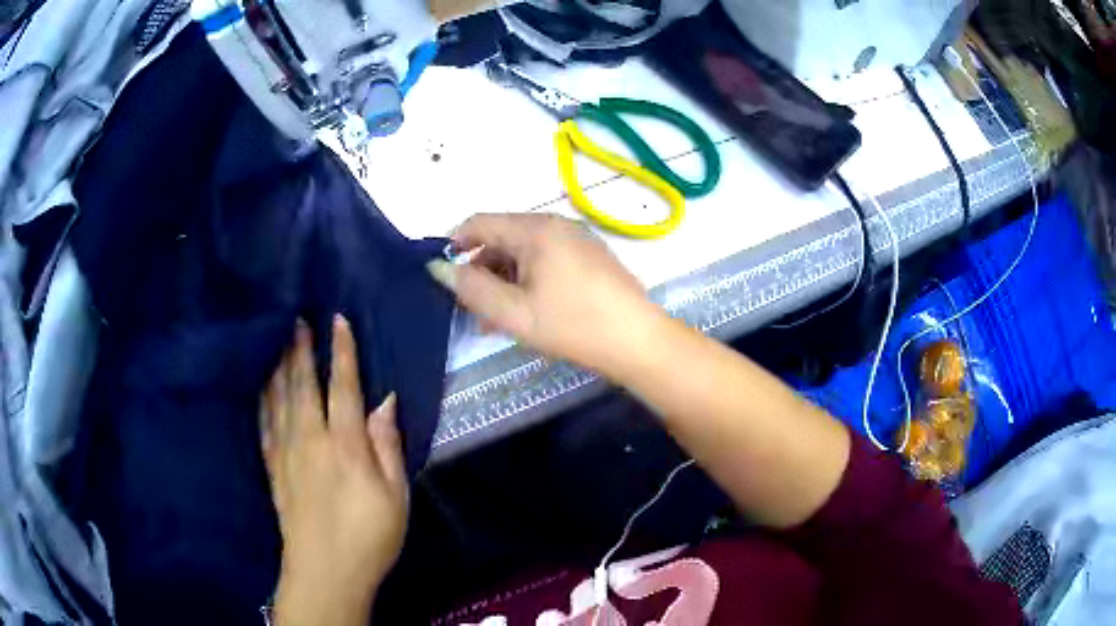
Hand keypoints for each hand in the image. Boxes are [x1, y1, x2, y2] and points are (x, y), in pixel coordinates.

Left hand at [262, 317, 407, 625]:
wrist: (325, 571)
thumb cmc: (369, 535)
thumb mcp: (395, 495)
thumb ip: (387, 445)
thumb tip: (385, 401)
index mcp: (344, 444)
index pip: (343, 386)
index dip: (342, 351)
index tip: (337, 319)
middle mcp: (310, 439)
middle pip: (303, 385)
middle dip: (301, 349)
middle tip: (295, 318)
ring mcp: (287, 453)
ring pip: (279, 399)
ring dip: (279, 366)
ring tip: (276, 340)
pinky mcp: (274, 469)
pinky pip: (264, 424)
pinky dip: (262, 400)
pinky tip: (261, 387)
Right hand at [426, 213, 663, 374]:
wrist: (639, 341)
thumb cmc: (573, 325)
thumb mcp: (514, 313)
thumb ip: (472, 289)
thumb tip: (439, 268)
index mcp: (536, 229)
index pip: (480, 222)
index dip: (455, 244)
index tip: (442, 274)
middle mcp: (556, 224)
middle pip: (503, 237)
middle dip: (481, 269)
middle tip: (470, 307)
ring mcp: (577, 239)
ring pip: (524, 252)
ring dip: (503, 279)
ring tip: (494, 318)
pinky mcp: (590, 256)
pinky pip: (546, 260)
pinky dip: (527, 280)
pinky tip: (524, 311)